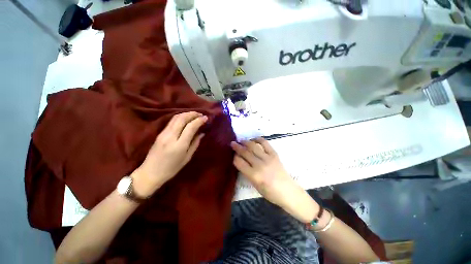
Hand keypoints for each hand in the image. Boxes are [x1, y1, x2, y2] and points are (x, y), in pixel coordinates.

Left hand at [132, 112, 206, 196]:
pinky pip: (171, 121)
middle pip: (182, 119)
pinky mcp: (159, 133)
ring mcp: (163, 133)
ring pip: (175, 118)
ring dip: (186, 113)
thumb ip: (195, 144)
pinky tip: (185, 118)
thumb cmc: (172, 169)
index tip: (206, 117)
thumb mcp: (187, 158)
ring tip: (194, 114)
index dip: (199, 120)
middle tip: (201, 114)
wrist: (150, 173)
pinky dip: (180, 117)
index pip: (190, 127)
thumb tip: (202, 133)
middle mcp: (170, 136)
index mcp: (179, 145)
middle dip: (192, 114)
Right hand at [231, 138, 318, 222]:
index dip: (235, 157)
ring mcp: (268, 158)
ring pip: (253, 146)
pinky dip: (258, 139)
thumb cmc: (270, 193)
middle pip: (245, 152)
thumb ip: (247, 173)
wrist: (288, 191)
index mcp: (254, 175)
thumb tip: (241, 161)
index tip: (233, 155)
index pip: (239, 162)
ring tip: (241, 140)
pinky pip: (265, 143)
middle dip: (237, 147)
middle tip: (232, 143)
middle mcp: (260, 165)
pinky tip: (254, 139)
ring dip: (246, 142)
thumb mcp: (255, 186)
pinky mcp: (274, 154)